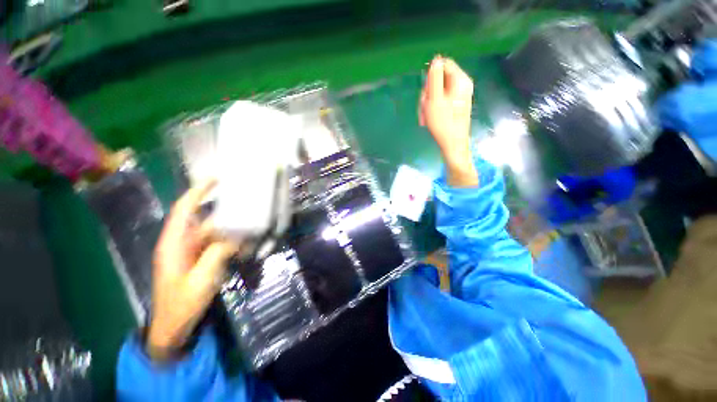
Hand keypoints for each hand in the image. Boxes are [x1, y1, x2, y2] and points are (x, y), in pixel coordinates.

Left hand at [147, 180, 237, 361]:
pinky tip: (246, 246)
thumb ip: (217, 253)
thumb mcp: (201, 278)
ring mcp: (193, 253)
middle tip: (245, 202)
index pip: (184, 209)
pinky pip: (218, 246)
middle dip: (224, 211)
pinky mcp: (201, 261)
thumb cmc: (181, 304)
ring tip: (251, 224)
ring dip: (231, 229)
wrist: (173, 328)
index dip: (198, 191)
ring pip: (214, 233)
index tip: (216, 179)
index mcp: (174, 243)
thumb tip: (237, 235)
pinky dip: (232, 243)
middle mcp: (183, 243)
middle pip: (204, 220)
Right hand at [419, 56, 477, 186]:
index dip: (430, 76)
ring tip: (425, 118)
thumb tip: (435, 60)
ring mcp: (459, 96)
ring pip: (438, 92)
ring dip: (428, 104)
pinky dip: (433, 109)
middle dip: (427, 94)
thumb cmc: (443, 122)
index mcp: (460, 80)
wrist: (453, 144)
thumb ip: (434, 78)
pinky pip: (441, 101)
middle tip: (424, 109)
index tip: (425, 92)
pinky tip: (429, 119)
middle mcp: (462, 85)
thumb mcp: (434, 99)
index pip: (443, 65)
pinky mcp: (456, 105)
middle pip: (439, 80)